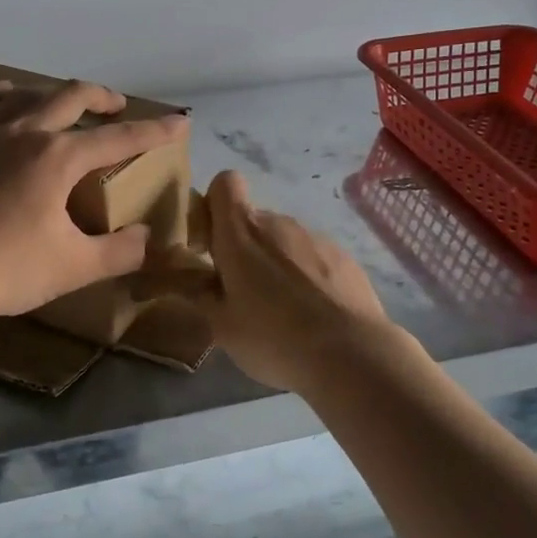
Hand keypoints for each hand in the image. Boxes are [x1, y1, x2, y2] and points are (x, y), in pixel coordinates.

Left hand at [0, 79, 188, 327]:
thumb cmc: (8, 269)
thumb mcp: (76, 266)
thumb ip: (121, 251)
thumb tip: (146, 237)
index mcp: (58, 157)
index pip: (118, 138)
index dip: (154, 131)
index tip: (179, 123)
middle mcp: (24, 133)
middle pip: (70, 97)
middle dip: (101, 97)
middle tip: (117, 106)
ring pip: (24, 96)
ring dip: (52, 94)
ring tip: (66, 103)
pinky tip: (2, 96)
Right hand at [187, 170, 390, 392]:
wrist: (351, 354)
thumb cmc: (273, 337)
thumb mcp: (221, 326)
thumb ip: (199, 293)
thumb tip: (185, 276)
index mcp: (241, 233)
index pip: (225, 183)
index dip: (214, 205)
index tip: (211, 242)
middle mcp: (278, 223)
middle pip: (253, 220)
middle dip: (244, 248)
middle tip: (243, 294)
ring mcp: (315, 237)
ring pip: (285, 241)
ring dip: (277, 264)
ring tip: (283, 312)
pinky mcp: (344, 257)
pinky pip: (314, 258)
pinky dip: (308, 276)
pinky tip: (315, 315)